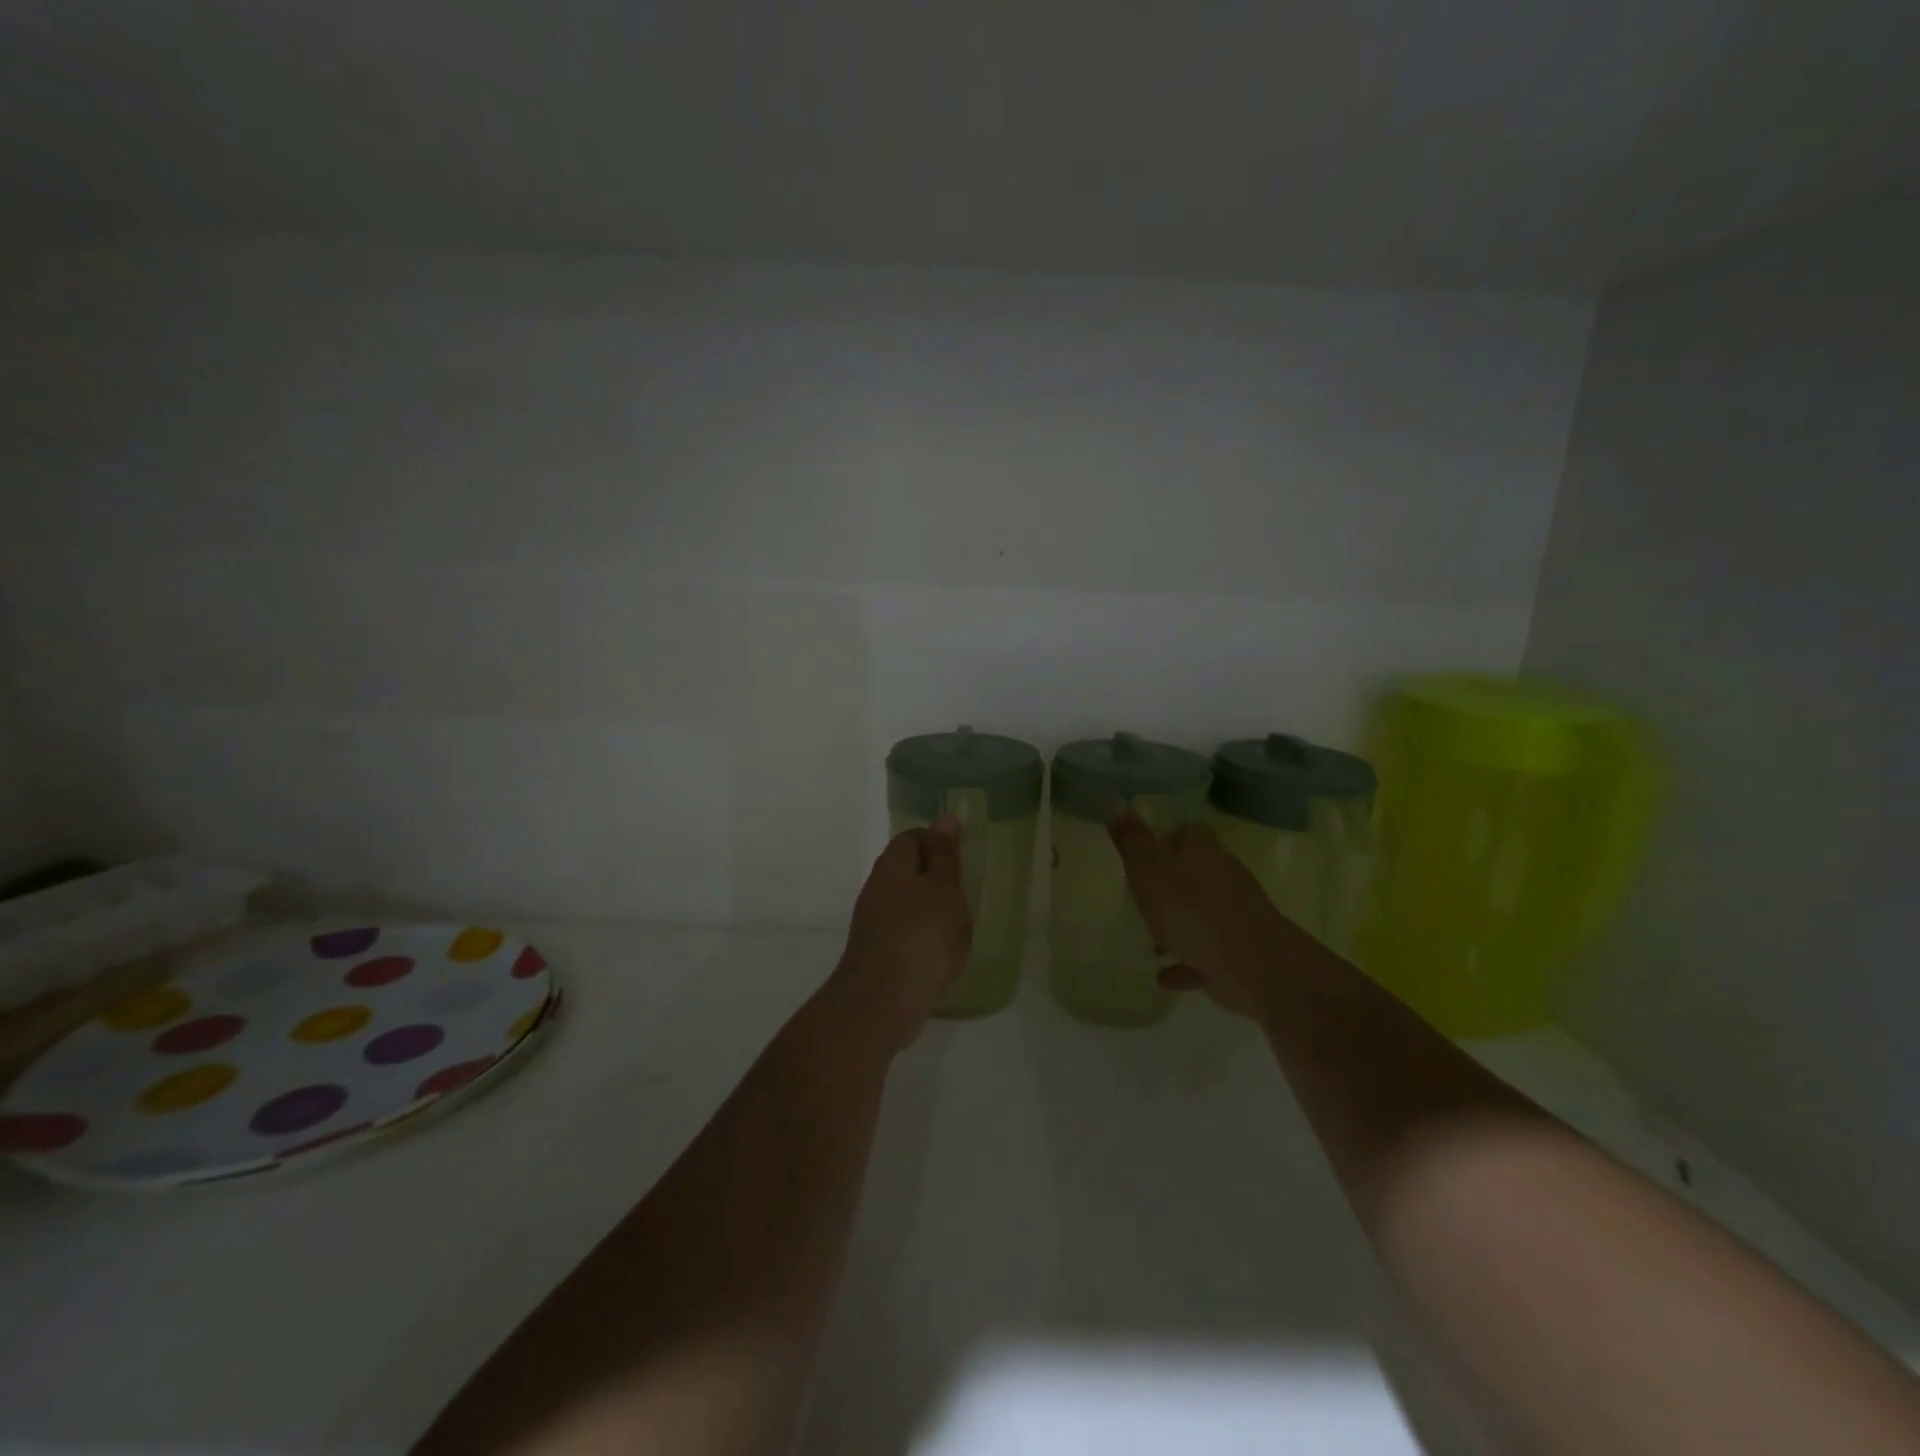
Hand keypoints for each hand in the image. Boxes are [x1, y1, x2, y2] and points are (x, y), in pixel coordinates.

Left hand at [826, 818, 971, 1048]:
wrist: (882, 1002)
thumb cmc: (921, 936)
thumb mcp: (944, 890)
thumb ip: (946, 857)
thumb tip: (945, 818)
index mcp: (891, 867)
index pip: (911, 839)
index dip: (937, 842)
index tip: (963, 856)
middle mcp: (877, 890)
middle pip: (906, 871)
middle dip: (936, 877)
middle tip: (966, 889)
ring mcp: (874, 924)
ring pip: (906, 903)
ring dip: (931, 909)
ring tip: (960, 923)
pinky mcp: (878, 954)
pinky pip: (905, 932)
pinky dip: (924, 936)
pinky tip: (943, 952)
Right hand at [1107, 809, 1286, 1017]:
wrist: (1254, 965)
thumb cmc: (1193, 910)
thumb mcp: (1149, 870)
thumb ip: (1131, 841)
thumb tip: (1114, 802)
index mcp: (1202, 851)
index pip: (1186, 832)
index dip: (1164, 840)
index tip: (1141, 857)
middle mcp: (1222, 876)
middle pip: (1194, 871)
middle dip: (1169, 883)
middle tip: (1140, 897)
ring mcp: (1234, 915)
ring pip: (1200, 913)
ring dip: (1177, 924)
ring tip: (1150, 941)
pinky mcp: (1239, 951)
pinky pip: (1204, 954)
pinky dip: (1186, 961)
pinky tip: (1163, 976)